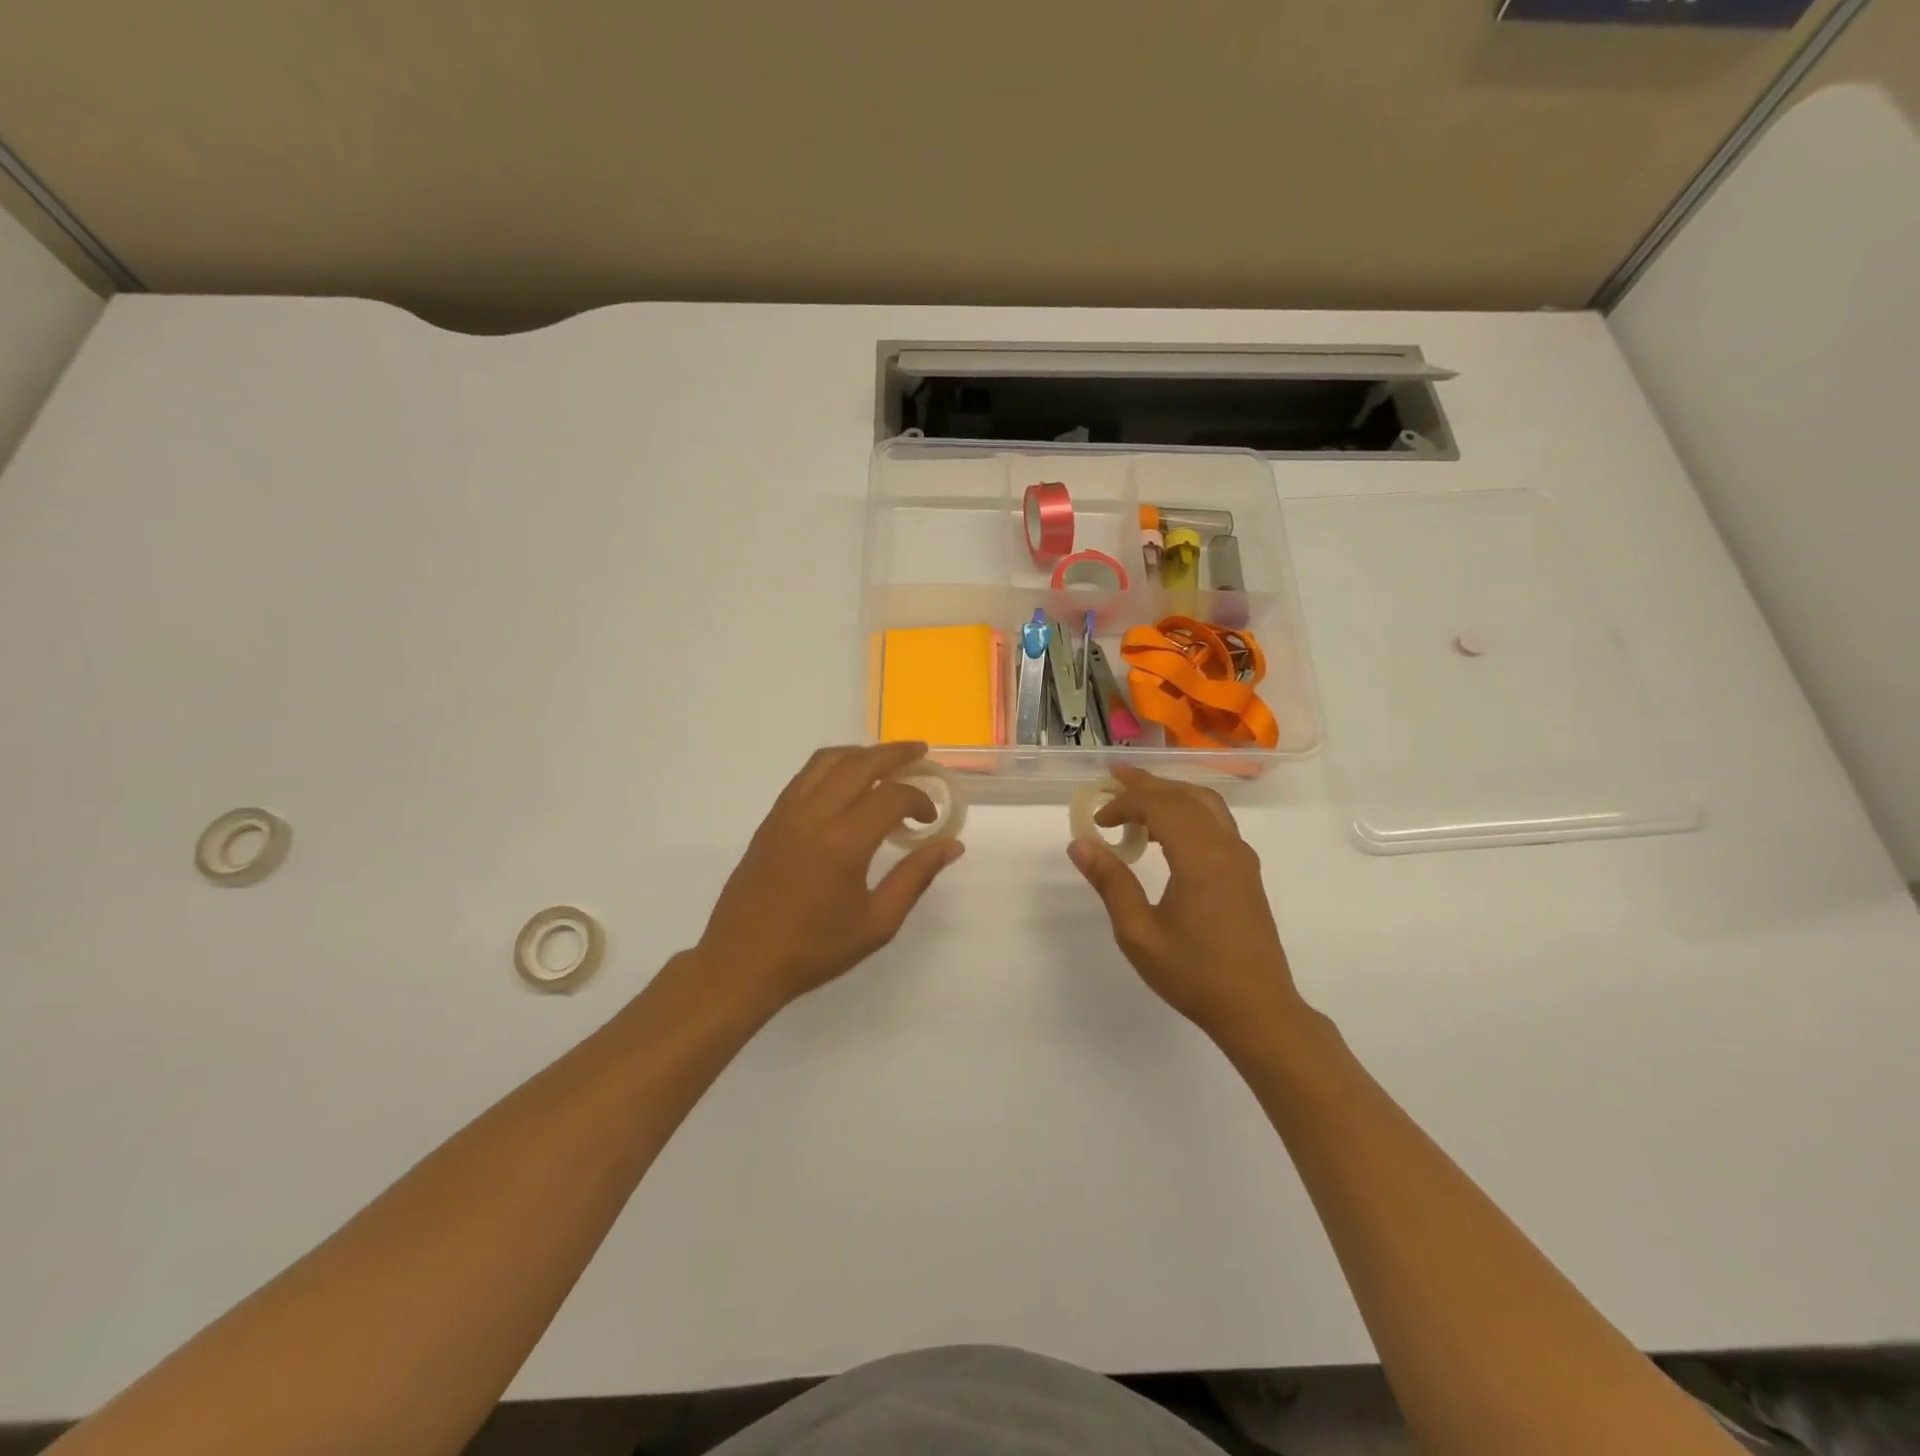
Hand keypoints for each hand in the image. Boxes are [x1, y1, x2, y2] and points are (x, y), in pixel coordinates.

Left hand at [694, 742, 963, 1013]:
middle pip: (860, 763)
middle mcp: (814, 816)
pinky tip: (847, 781)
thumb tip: (951, 845)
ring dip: (862, 753)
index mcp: (843, 843)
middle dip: (895, 753)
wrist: (742, 962)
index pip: (891, 797)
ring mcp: (787, 813)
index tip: (930, 819)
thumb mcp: (877, 923)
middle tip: (921, 752)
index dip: (919, 800)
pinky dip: (833, 766)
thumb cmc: (814, 949)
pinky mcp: (770, 819)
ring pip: (828, 760)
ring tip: (886, 759)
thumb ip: (916, 877)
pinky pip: (806, 775)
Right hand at [1068, 767, 1305, 1042]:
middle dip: (1147, 784)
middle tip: (1114, 778)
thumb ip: (1111, 883)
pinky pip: (1217, 823)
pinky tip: (1169, 832)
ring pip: (1206, 804)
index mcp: (1200, 857)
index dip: (1125, 803)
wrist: (1258, 1009)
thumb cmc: (1194, 974)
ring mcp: (1241, 859)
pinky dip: (1189, 812)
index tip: (1099, 820)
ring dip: (1171, 794)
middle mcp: (1225, 847)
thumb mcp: (1139, 933)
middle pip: (1185, 796)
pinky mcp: (1247, 873)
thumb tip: (1080, 844)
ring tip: (1139, 798)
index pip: (1160, 806)